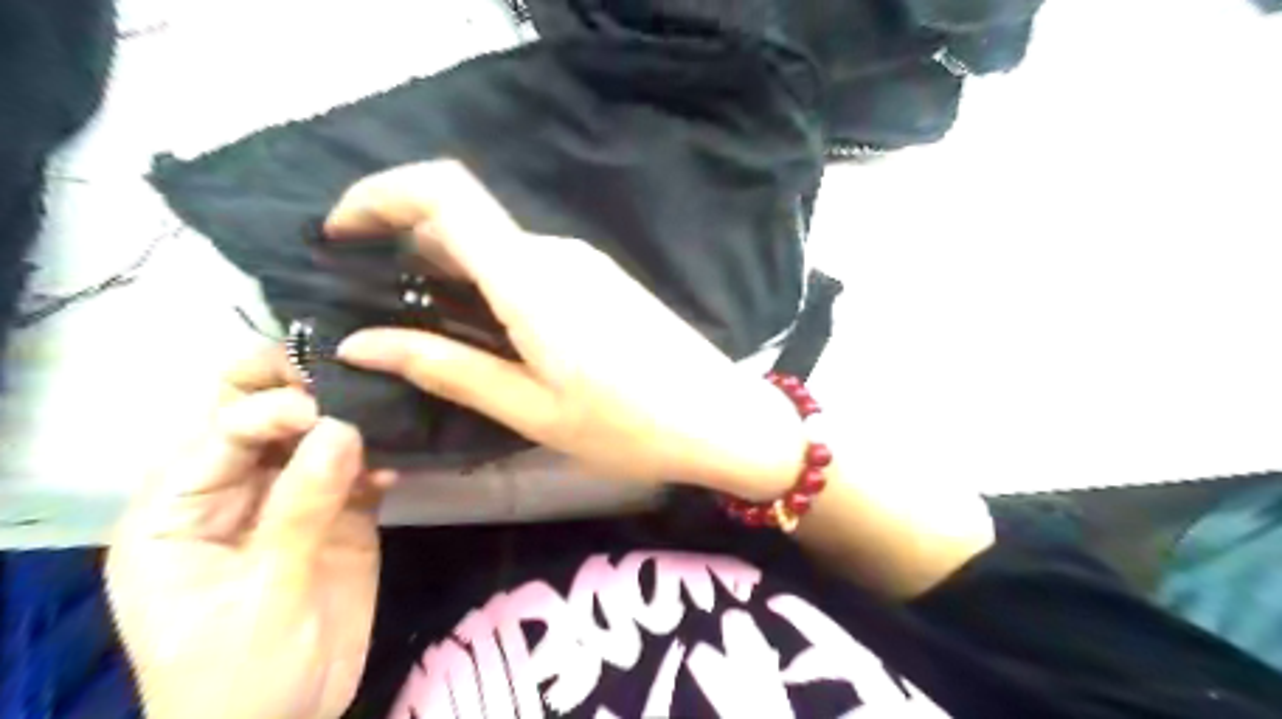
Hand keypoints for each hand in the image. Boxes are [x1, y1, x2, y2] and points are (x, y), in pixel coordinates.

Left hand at [103, 348, 389, 718]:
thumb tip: (343, 429)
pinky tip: (398, 463)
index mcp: (179, 512)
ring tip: (386, 407)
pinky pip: (356, 469)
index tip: (326, 409)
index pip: (219, 433)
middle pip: (255, 419)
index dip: (269, 410)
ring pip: (313, 437)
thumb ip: (301, 508)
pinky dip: (377, 459)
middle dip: (295, 387)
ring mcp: (290, 501)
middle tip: (347, 367)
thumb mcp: (264, 594)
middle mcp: (233, 493)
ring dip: (347, 420)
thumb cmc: (242, 675)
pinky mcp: (338, 513)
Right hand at [326, 159, 802, 499]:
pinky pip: (529, 265)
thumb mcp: (530, 408)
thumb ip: (447, 368)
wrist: (718, 417)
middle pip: (465, 218)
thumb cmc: (628, 426)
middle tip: (375, 302)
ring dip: (449, 270)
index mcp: (532, 279)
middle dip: (407, 243)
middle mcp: (556, 253)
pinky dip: (489, 283)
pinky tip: (484, 330)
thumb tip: (362, 343)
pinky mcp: (601, 279)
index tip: (341, 233)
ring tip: (423, 327)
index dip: (381, 195)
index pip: (445, 193)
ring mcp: (584, 263)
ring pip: (496, 245)